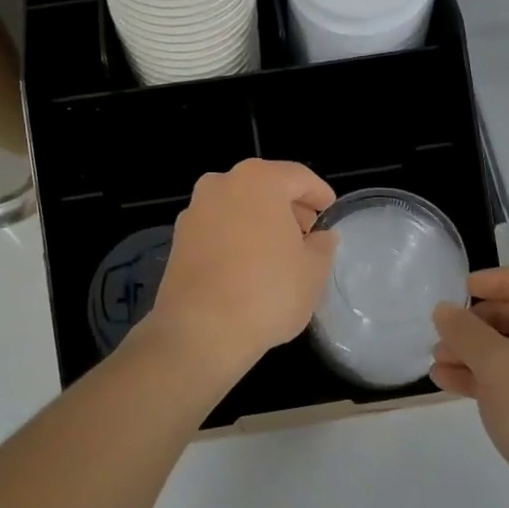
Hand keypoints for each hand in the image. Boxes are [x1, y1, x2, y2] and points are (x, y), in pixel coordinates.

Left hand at [147, 159, 337, 381]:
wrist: (200, 331)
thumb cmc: (267, 292)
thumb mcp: (313, 270)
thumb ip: (322, 245)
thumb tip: (320, 238)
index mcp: (259, 180)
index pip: (298, 177)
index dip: (319, 194)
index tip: (330, 212)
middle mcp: (221, 184)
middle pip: (265, 187)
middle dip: (288, 207)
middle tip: (307, 234)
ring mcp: (195, 210)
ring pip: (237, 206)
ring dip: (259, 221)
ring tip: (278, 252)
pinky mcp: (178, 239)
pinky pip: (217, 228)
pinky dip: (235, 237)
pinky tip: (248, 266)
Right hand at [431, 267, 508, 507]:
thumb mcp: (498, 366)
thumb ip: (466, 332)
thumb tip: (444, 310)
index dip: (496, 281)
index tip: (459, 291)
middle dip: (480, 324)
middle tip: (447, 332)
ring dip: (478, 354)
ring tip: (438, 362)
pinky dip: (490, 381)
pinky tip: (450, 384)